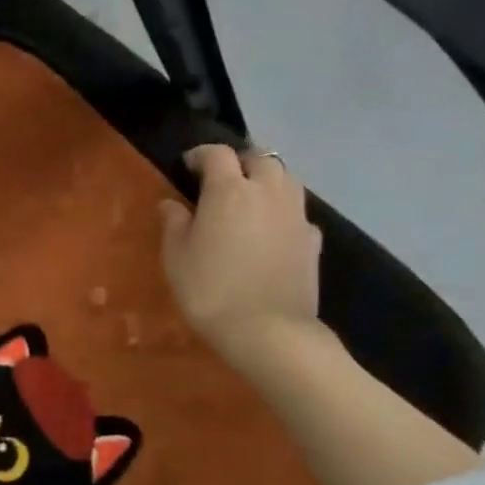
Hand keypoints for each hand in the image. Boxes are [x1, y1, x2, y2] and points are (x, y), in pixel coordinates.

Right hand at [160, 145, 322, 362]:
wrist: (268, 331)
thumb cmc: (211, 290)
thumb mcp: (176, 257)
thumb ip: (174, 223)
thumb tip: (171, 203)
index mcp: (229, 190)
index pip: (217, 154)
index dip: (200, 154)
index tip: (187, 165)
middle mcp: (267, 191)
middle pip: (259, 158)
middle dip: (239, 162)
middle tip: (221, 179)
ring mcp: (295, 213)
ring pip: (285, 178)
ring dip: (266, 179)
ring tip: (248, 198)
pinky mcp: (312, 239)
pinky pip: (297, 211)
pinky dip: (282, 210)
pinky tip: (271, 229)